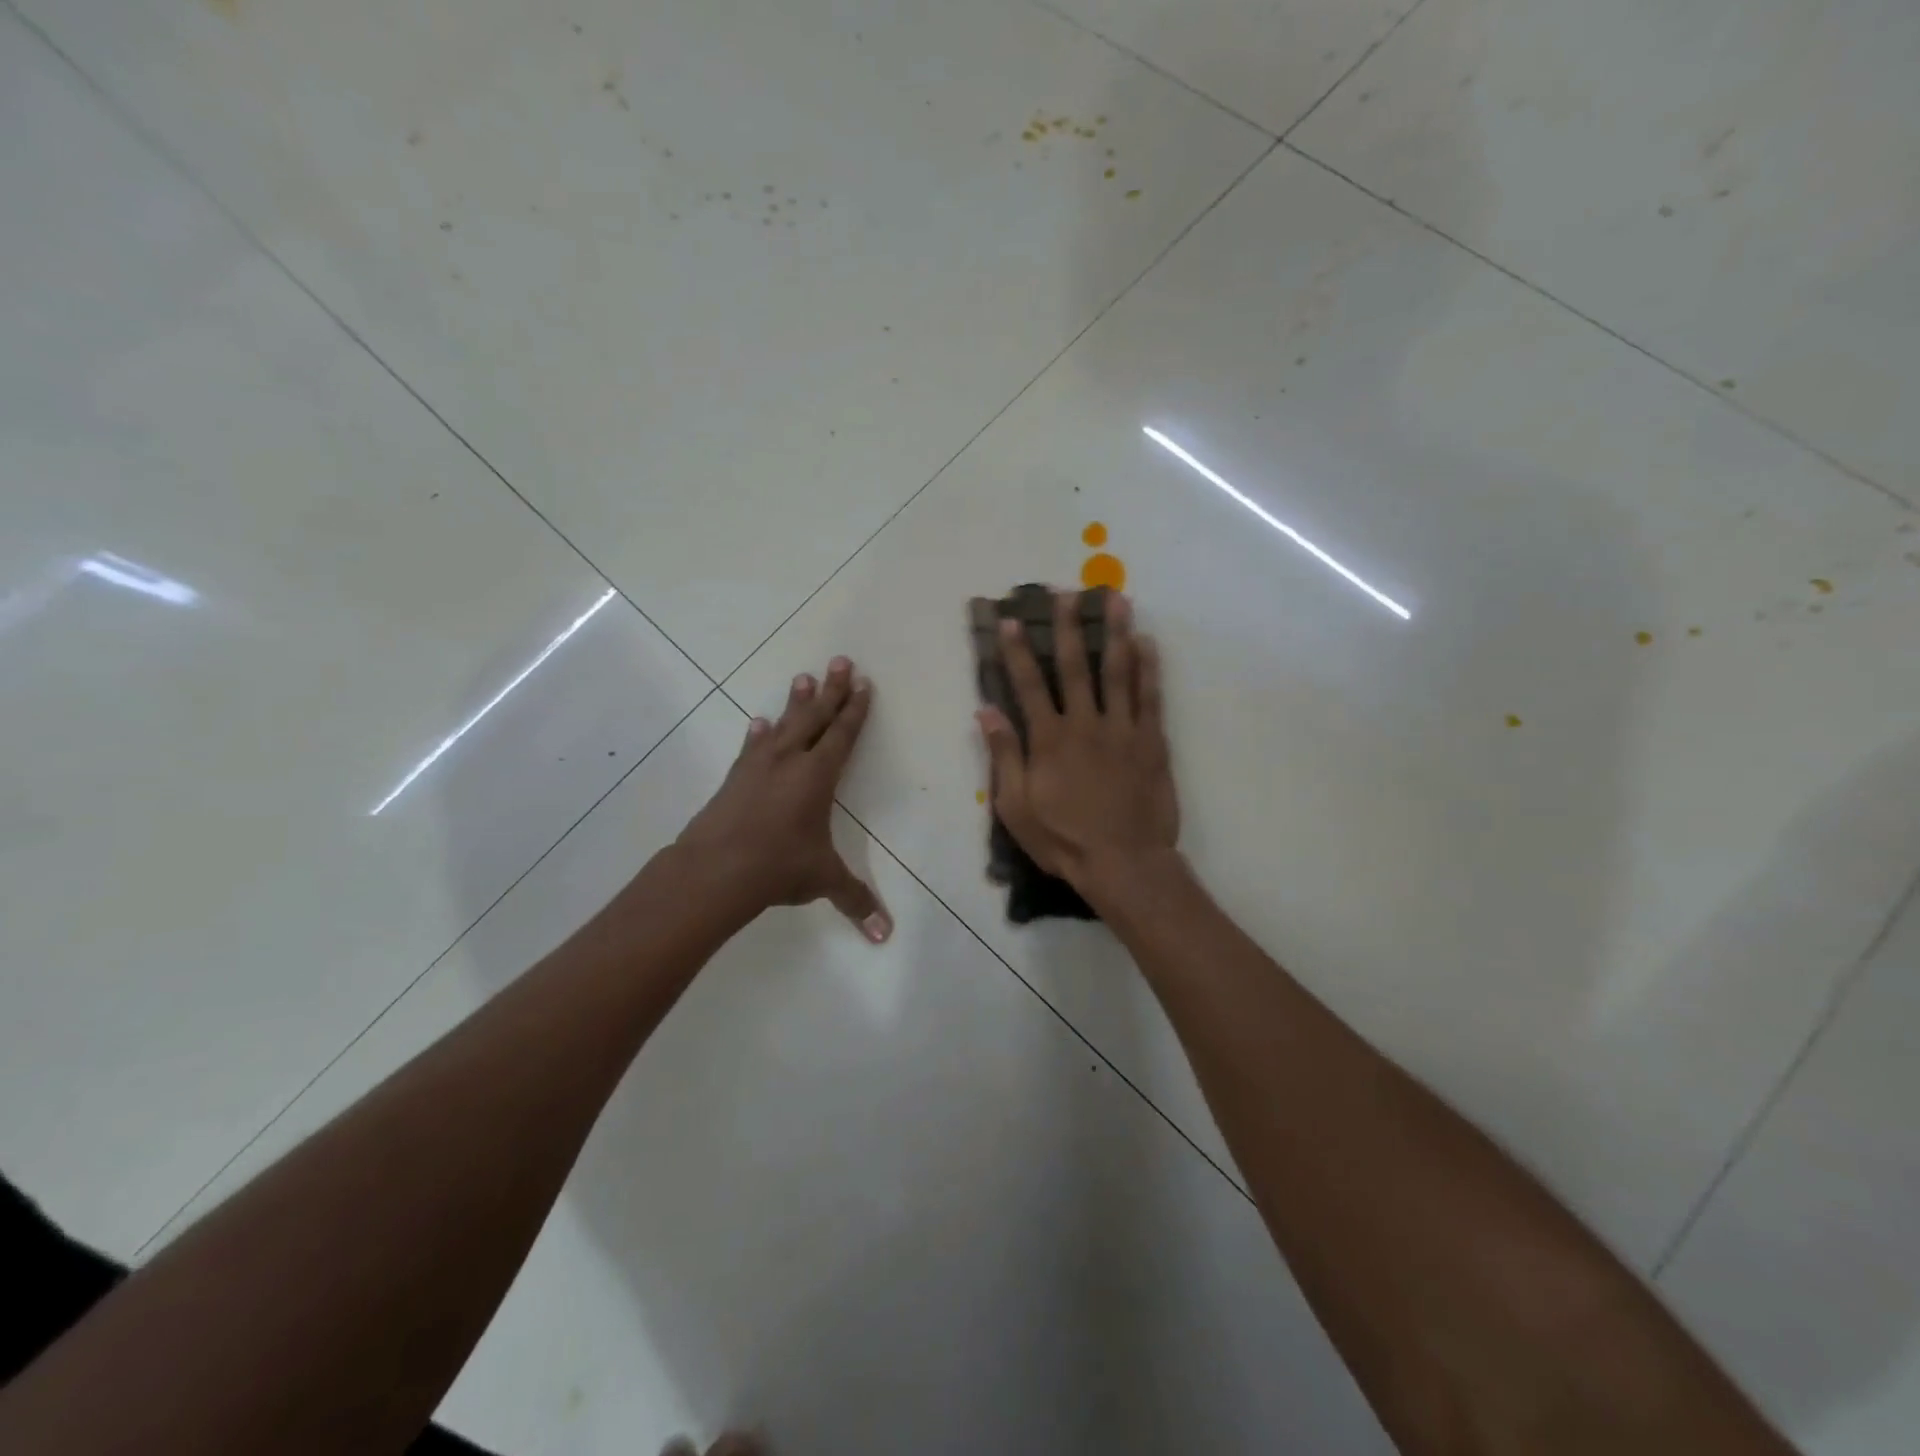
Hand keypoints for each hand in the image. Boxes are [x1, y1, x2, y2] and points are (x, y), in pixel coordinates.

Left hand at [677, 657, 891, 941]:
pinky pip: (751, 748)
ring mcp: (758, 766)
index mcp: (818, 776)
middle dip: (831, 689)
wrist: (715, 870)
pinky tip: (757, 722)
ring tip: (803, 677)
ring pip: (783, 725)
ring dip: (795, 702)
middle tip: (840, 660)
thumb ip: (856, 900)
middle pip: (815, 717)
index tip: (863, 684)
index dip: (855, 710)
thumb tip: (885, 936)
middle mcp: (790, 761)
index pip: (842, 735)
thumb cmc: (778, 867)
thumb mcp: (822, 880)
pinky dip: (756, 734)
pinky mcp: (735, 778)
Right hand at [977, 591, 1179, 900]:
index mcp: (1049, 739)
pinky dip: (1149, 667)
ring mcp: (1123, 729)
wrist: (1124, 862)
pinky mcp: (1152, 741)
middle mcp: (1085, 724)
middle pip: (1076, 666)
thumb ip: (1003, 755)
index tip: (1011, 620)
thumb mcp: (1016, 806)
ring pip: (1119, 671)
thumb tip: (986, 711)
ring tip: (1116, 599)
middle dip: (1068, 627)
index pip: (1029, 685)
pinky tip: (1147, 642)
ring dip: (1116, 632)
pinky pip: (1150, 696)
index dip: (1018, 651)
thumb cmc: (1063, 840)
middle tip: (1066, 593)